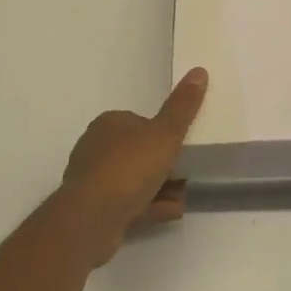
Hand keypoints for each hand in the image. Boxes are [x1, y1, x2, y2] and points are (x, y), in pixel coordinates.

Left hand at [59, 68, 206, 262]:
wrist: (91, 219)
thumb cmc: (129, 168)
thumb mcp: (165, 134)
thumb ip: (183, 107)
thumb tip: (199, 71)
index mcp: (109, 124)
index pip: (141, 122)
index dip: (163, 133)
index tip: (183, 145)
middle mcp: (96, 148)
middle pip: (137, 152)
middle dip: (163, 163)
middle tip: (188, 171)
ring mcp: (93, 181)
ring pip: (133, 180)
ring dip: (159, 187)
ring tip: (185, 195)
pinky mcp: (94, 210)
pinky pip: (128, 204)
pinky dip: (151, 205)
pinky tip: (172, 211)